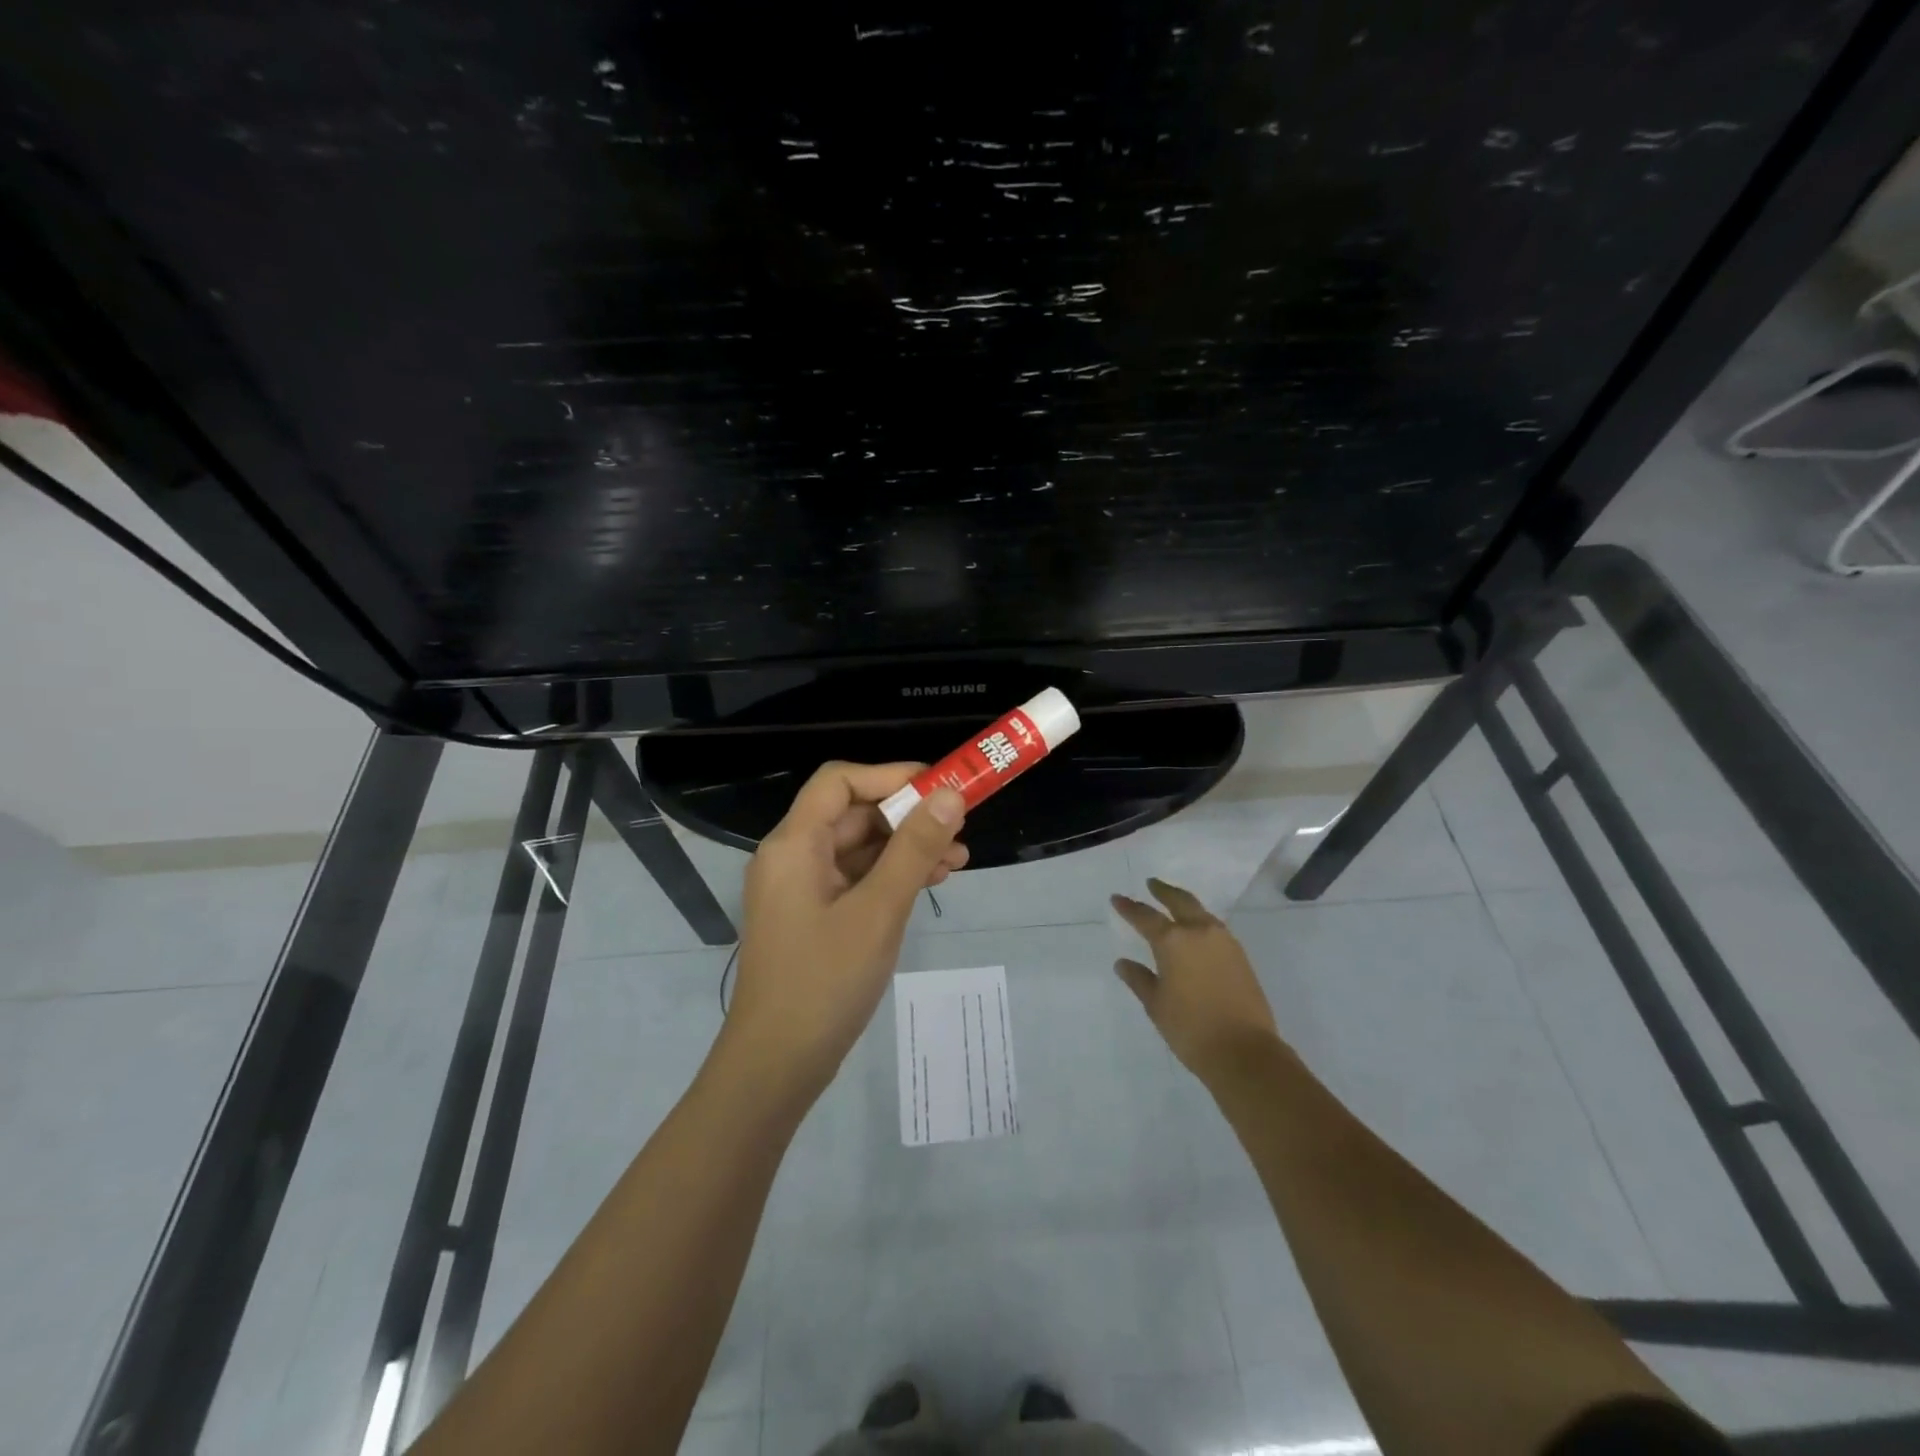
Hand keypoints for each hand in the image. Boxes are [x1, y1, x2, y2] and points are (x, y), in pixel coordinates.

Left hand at [722, 761, 967, 1096]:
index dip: (889, 775)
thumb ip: (914, 848)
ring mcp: (801, 889)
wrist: (777, 1066)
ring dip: (906, 847)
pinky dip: (892, 876)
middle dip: (907, 816)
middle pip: (852, 814)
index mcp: (794, 845)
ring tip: (958, 858)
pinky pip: (856, 879)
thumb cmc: (824, 981)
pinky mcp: (814, 916)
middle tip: (959, 824)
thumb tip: (950, 795)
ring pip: (859, 848)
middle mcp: (792, 857)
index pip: (839, 782)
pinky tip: (930, 883)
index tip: (939, 786)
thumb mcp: (879, 910)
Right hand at [1111, 878, 1282, 1080]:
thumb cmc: (1191, 1028)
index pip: (1145, 917)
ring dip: (1184, 904)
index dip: (1129, 907)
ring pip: (1201, 912)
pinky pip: (1215, 928)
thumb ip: (1139, 979)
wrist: (1245, 1052)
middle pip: (1179, 901)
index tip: (1117, 898)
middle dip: (1163, 891)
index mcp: (1173, 941)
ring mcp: (1224, 942)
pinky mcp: (1240, 956)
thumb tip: (1122, 963)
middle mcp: (1199, 932)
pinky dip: (1200, 922)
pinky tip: (1196, 932)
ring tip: (1173, 904)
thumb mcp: (1156, 1004)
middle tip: (1151, 884)